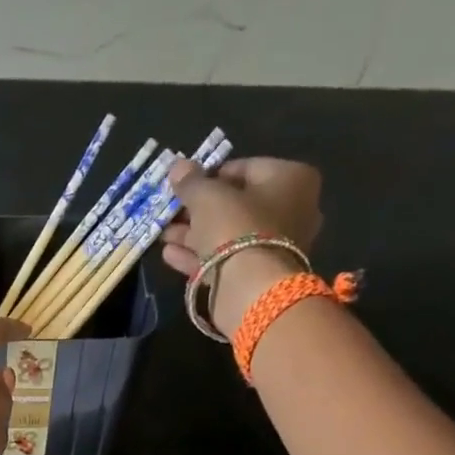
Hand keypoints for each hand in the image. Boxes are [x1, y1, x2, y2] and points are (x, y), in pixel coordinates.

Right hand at [161, 157, 324, 335]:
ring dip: (193, 234)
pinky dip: (198, 256)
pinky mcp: (259, 274)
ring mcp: (276, 246)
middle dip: (198, 210)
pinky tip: (169, 255)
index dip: (209, 176)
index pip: (244, 168)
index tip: (184, 186)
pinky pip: (226, 259)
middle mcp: (292, 209)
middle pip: (235, 205)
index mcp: (291, 179)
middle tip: (171, 212)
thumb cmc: (236, 227)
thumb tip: (178, 166)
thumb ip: (191, 181)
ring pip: (228, 235)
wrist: (251, 288)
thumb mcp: (207, 196)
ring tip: (162, 235)